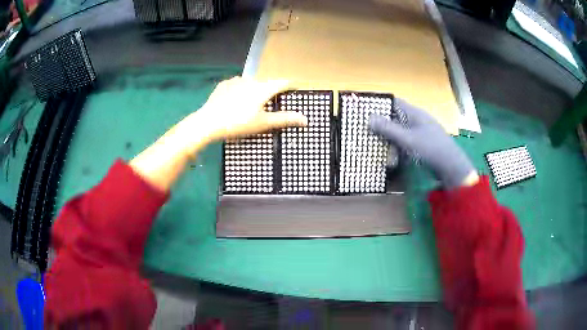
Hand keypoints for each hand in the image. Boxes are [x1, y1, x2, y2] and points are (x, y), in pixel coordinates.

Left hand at [186, 76, 307, 143]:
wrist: (208, 123)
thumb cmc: (238, 123)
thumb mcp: (263, 123)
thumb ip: (285, 119)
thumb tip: (306, 119)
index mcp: (263, 88)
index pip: (283, 82)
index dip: (291, 86)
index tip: (295, 90)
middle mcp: (251, 80)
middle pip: (266, 84)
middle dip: (270, 93)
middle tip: (268, 106)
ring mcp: (235, 81)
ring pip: (251, 84)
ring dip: (254, 91)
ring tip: (249, 106)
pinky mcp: (223, 85)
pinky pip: (236, 85)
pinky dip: (240, 91)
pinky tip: (234, 102)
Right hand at [369, 99, 477, 188]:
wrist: (452, 167)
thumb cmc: (430, 149)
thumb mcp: (407, 139)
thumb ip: (388, 129)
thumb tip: (369, 117)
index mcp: (414, 113)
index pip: (394, 102)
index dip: (380, 104)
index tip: (365, 110)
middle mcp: (417, 119)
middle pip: (396, 117)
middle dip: (382, 124)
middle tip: (367, 131)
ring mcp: (421, 132)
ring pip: (401, 131)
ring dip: (390, 139)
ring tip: (378, 148)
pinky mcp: (424, 144)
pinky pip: (407, 142)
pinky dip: (399, 147)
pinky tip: (393, 158)